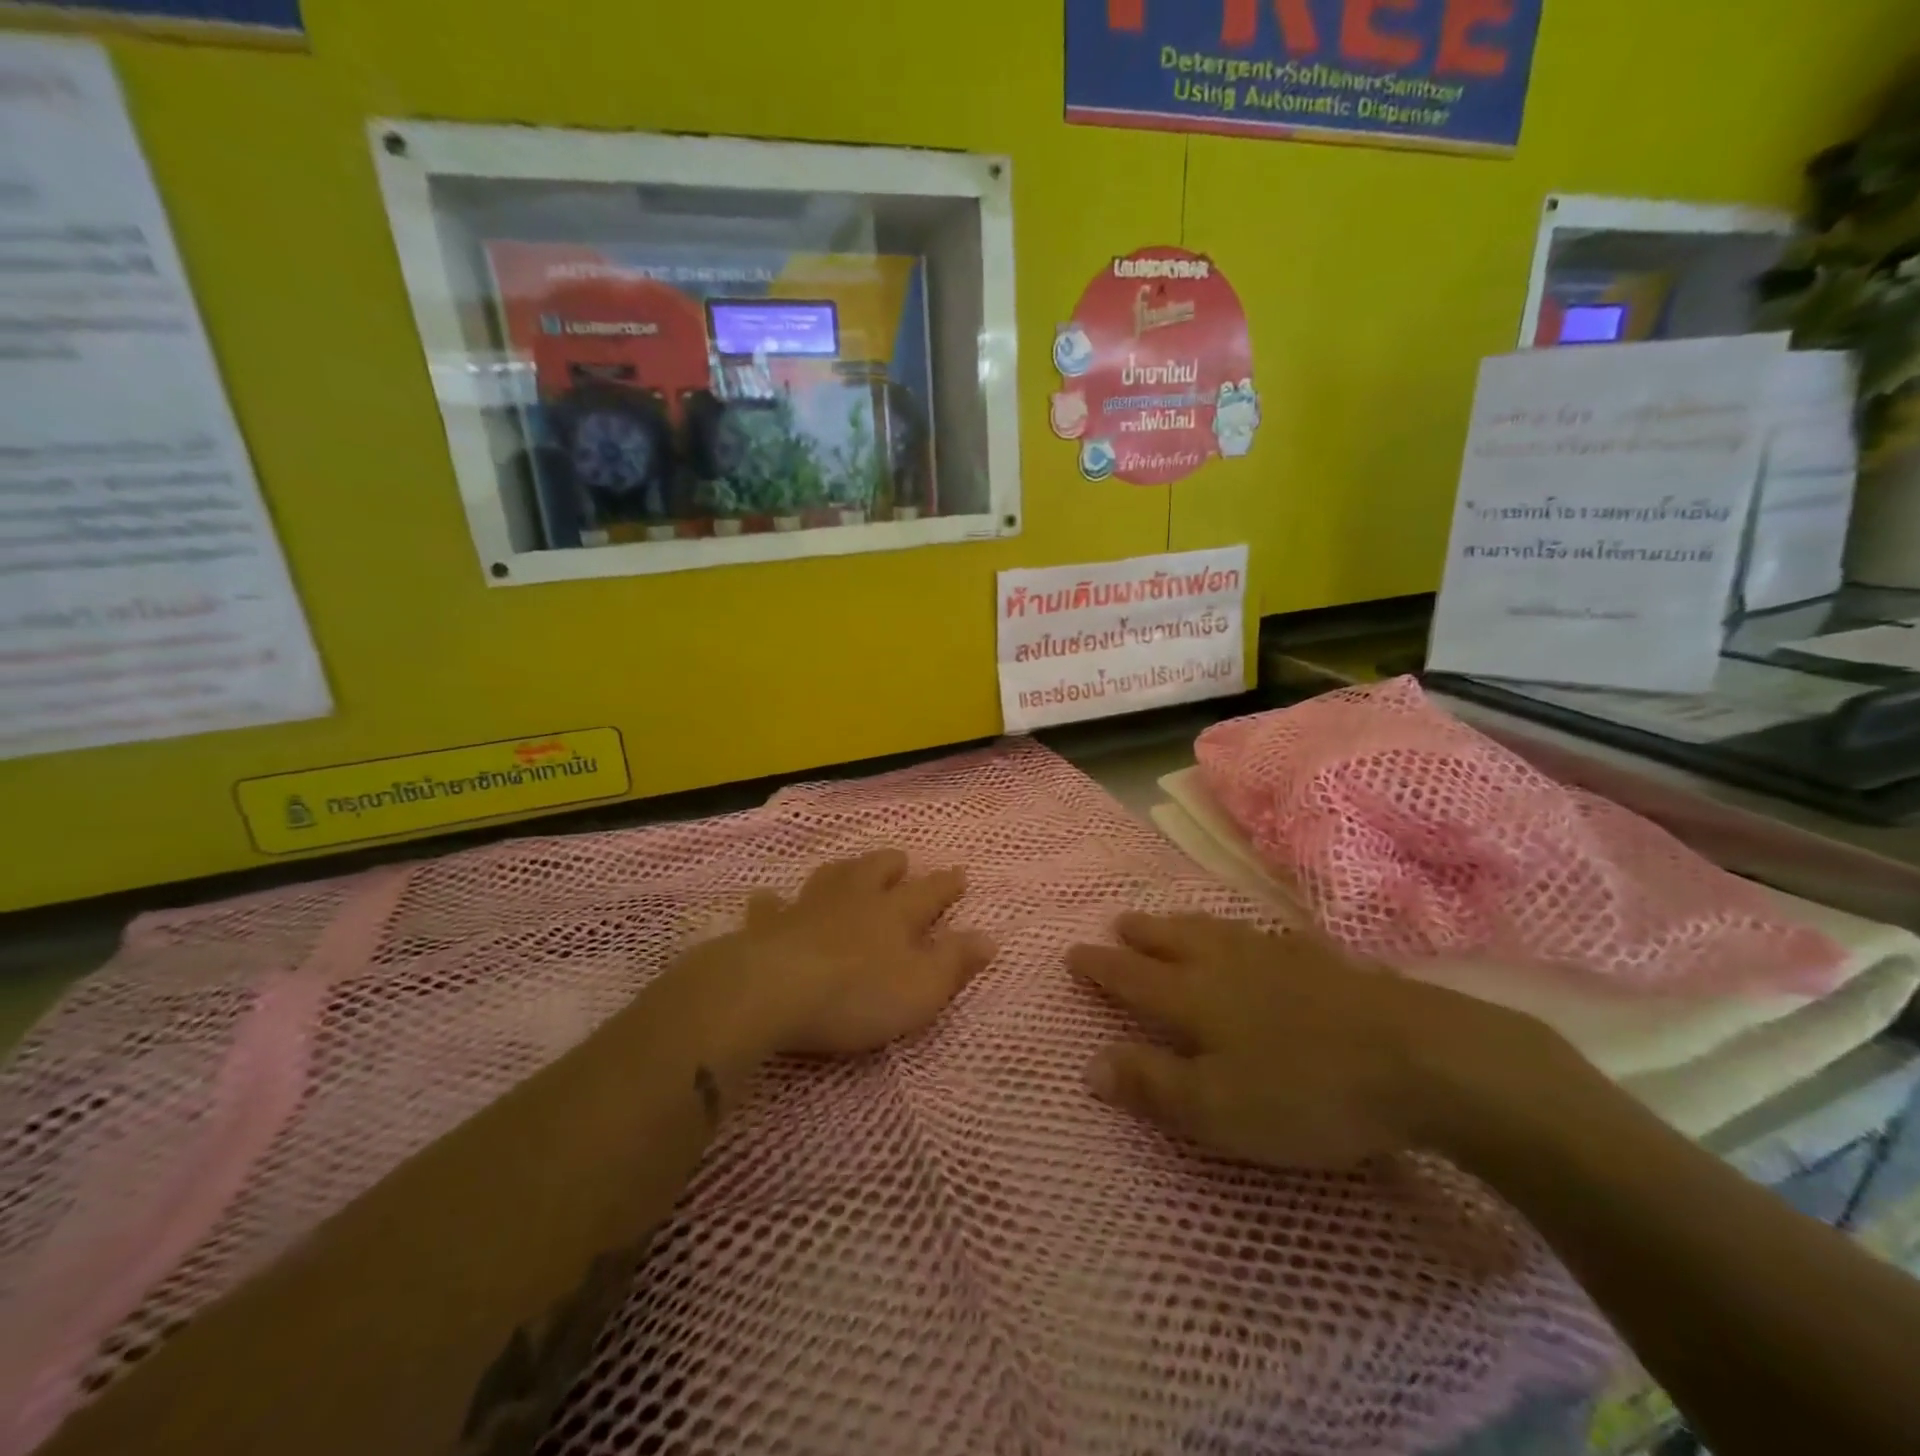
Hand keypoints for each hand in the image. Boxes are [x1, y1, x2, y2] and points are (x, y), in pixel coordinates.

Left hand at [696, 849, 995, 1060]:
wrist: (774, 990)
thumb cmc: (857, 993)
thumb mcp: (921, 987)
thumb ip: (955, 962)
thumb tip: (990, 937)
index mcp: (895, 913)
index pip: (930, 892)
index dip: (947, 884)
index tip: (961, 873)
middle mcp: (854, 899)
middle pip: (876, 871)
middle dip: (892, 865)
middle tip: (901, 861)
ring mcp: (808, 908)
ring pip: (830, 878)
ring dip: (844, 871)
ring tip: (850, 868)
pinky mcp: (769, 927)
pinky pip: (771, 908)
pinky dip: (773, 903)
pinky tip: (769, 900)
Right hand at [1068, 913, 1572, 1170]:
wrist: (1418, 1059)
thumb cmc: (1305, 1092)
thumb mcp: (1217, 1109)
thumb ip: (1151, 1085)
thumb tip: (1089, 1065)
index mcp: (1194, 996)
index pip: (1132, 976)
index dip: (1100, 967)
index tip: (1073, 952)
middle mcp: (1226, 964)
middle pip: (1173, 941)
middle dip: (1141, 934)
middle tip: (1119, 922)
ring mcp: (1277, 956)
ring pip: (1216, 930)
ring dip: (1185, 924)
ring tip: (1170, 921)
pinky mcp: (1323, 962)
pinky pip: (1268, 936)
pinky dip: (1247, 933)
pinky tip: (1259, 936)